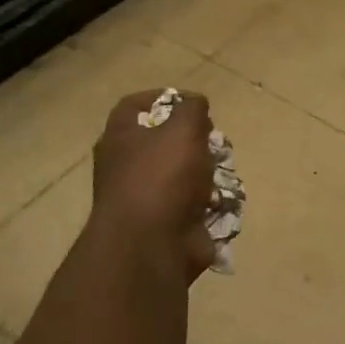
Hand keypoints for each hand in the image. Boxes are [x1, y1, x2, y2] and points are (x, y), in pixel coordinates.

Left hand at [92, 89, 217, 278]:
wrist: (152, 246)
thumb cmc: (162, 178)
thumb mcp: (182, 129)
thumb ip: (192, 110)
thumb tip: (195, 103)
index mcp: (121, 139)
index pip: (134, 106)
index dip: (163, 97)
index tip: (192, 102)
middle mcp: (127, 167)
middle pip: (163, 142)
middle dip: (194, 140)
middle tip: (214, 140)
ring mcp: (146, 199)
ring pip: (182, 175)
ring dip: (207, 172)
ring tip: (224, 172)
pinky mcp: (167, 225)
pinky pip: (193, 207)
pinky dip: (210, 204)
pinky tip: (223, 201)